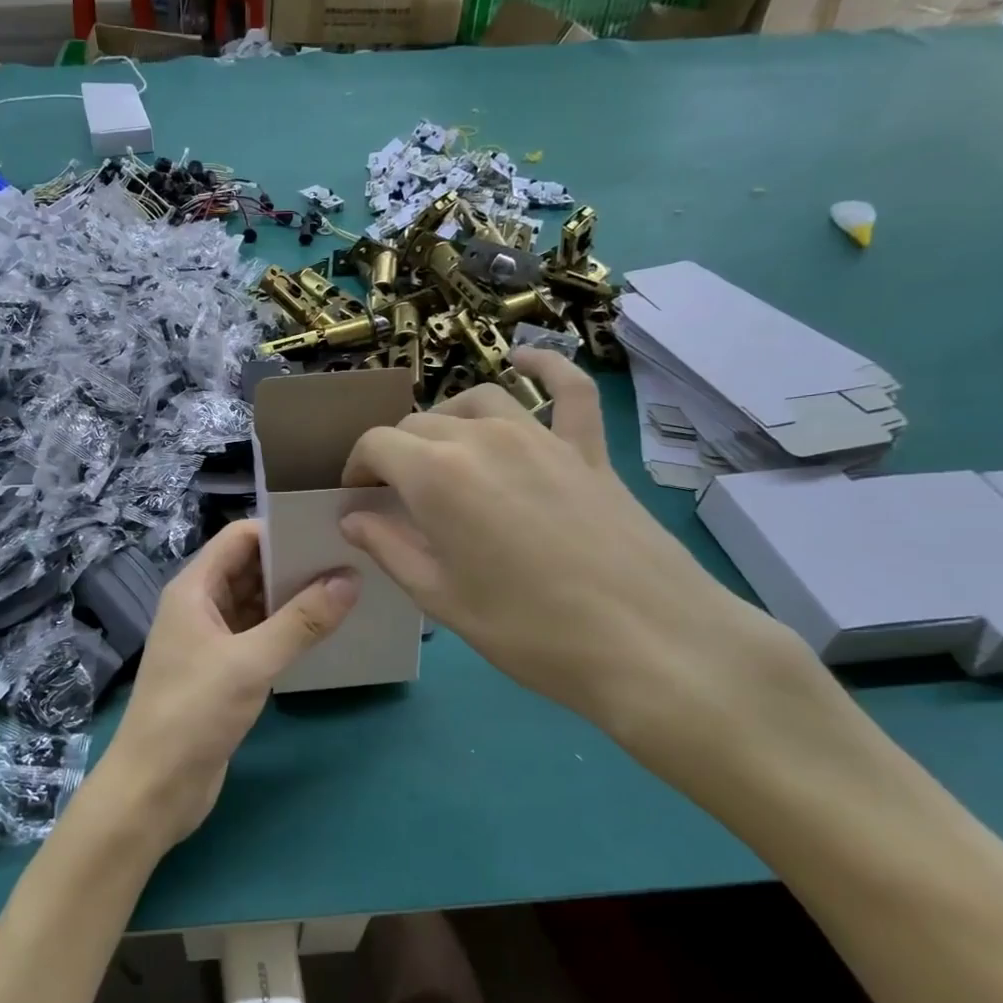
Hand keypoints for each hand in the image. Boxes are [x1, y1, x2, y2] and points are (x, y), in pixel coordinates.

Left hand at [80, 520, 357, 856]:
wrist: (154, 788)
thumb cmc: (193, 713)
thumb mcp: (250, 663)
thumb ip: (301, 621)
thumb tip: (349, 578)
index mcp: (194, 589)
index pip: (239, 538)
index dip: (280, 530)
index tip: (327, 532)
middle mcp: (201, 606)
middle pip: (250, 568)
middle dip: (294, 563)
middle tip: (350, 559)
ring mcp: (210, 640)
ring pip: (257, 604)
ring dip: (294, 598)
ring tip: (349, 591)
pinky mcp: (223, 671)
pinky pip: (259, 636)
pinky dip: (287, 631)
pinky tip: (324, 633)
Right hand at [338, 348, 815, 771]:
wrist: (651, 642)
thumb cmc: (530, 630)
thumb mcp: (441, 598)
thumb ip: (389, 547)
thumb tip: (352, 517)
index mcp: (436, 474)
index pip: (376, 444)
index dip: (357, 468)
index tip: (357, 498)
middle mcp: (482, 436)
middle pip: (420, 423)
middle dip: (396, 453)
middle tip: (396, 497)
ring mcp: (541, 435)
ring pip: (477, 401)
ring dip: (447, 420)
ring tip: (443, 453)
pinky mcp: (588, 448)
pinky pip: (568, 390)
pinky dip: (545, 368)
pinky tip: (527, 360)